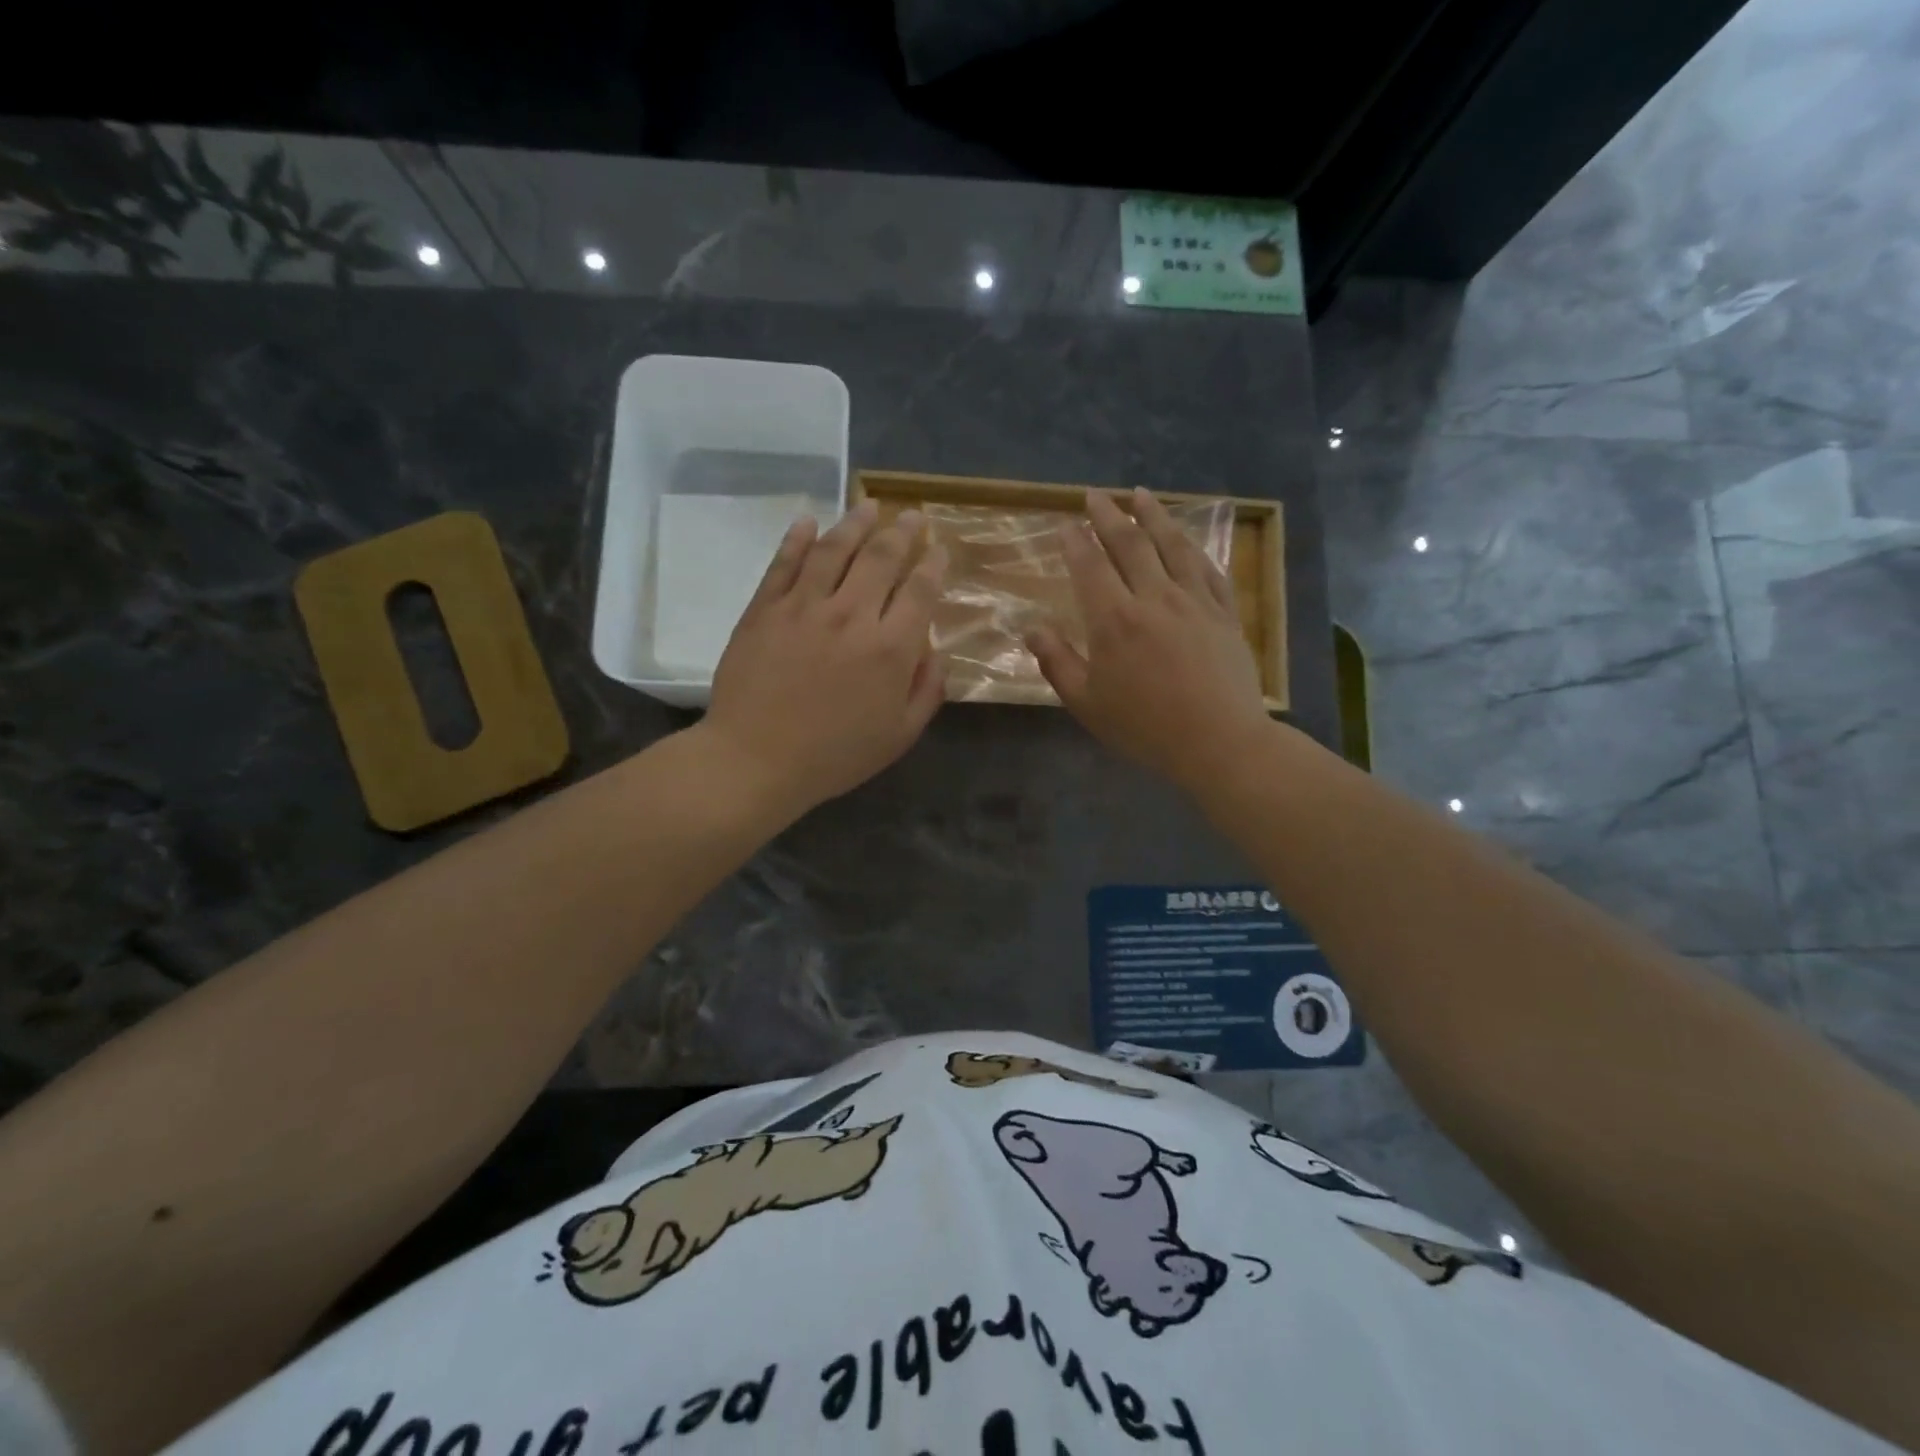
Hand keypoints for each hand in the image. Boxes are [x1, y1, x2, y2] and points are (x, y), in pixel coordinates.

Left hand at [704, 499, 947, 817]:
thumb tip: (935, 651)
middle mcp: (851, 615)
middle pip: (882, 558)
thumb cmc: (834, 756)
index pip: (920, 591)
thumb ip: (926, 690)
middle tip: (913, 516)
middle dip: (903, 532)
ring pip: (835, 550)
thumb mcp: (899, 736)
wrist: (756, 760)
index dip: (934, 564)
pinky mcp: (764, 608)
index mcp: (891, 648)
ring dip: (856, 522)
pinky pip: (784, 563)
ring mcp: (804, 607)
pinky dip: (798, 538)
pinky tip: (809, 522)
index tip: (940, 548)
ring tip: (869, 505)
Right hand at [1027, 487, 1271, 792]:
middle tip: (1096, 495)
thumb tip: (1031, 629)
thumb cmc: (1144, 727)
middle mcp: (1153, 597)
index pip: (1089, 565)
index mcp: (1114, 620)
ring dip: (1154, 515)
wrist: (1218, 741)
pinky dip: (1193, 547)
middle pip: (1130, 543)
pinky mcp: (1224, 612)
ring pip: (1172, 545)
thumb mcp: (1087, 702)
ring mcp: (1194, 601)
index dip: (1075, 540)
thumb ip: (1057, 661)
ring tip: (1141, 494)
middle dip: (1109, 515)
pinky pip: (1208, 568)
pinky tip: (1186, 539)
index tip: (1066, 523)